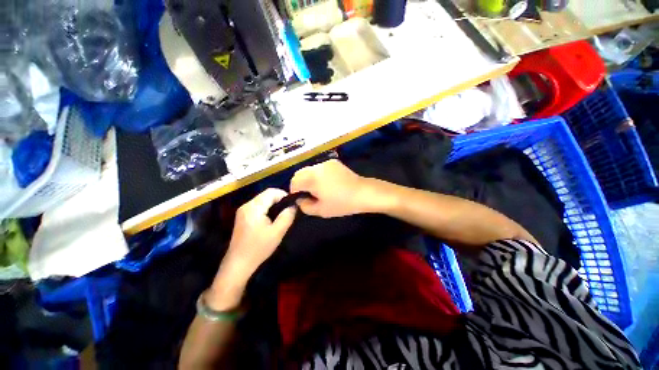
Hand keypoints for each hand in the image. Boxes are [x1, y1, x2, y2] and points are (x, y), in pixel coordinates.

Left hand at [221, 188, 296, 278]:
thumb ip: (287, 216)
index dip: (284, 194)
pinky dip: (267, 208)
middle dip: (279, 199)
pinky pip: (258, 206)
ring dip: (274, 204)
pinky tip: (272, 218)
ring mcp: (243, 211)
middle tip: (289, 210)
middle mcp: (246, 205)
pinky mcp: (242, 216)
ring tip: (282, 214)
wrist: (238, 263)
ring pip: (262, 200)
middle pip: (266, 194)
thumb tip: (293, 205)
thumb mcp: (277, 232)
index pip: (271, 191)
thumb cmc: (258, 248)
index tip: (292, 204)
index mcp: (254, 207)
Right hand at [290, 159, 374, 217]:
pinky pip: (319, 168)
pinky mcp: (334, 163)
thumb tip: (300, 199)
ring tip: (319, 189)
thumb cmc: (342, 203)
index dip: (294, 191)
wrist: (363, 193)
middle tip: (309, 194)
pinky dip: (318, 175)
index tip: (301, 198)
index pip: (294, 181)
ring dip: (309, 179)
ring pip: (309, 170)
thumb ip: (305, 206)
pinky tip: (328, 183)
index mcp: (312, 178)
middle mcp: (317, 166)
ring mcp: (326, 163)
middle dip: (300, 184)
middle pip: (300, 173)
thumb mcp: (320, 210)